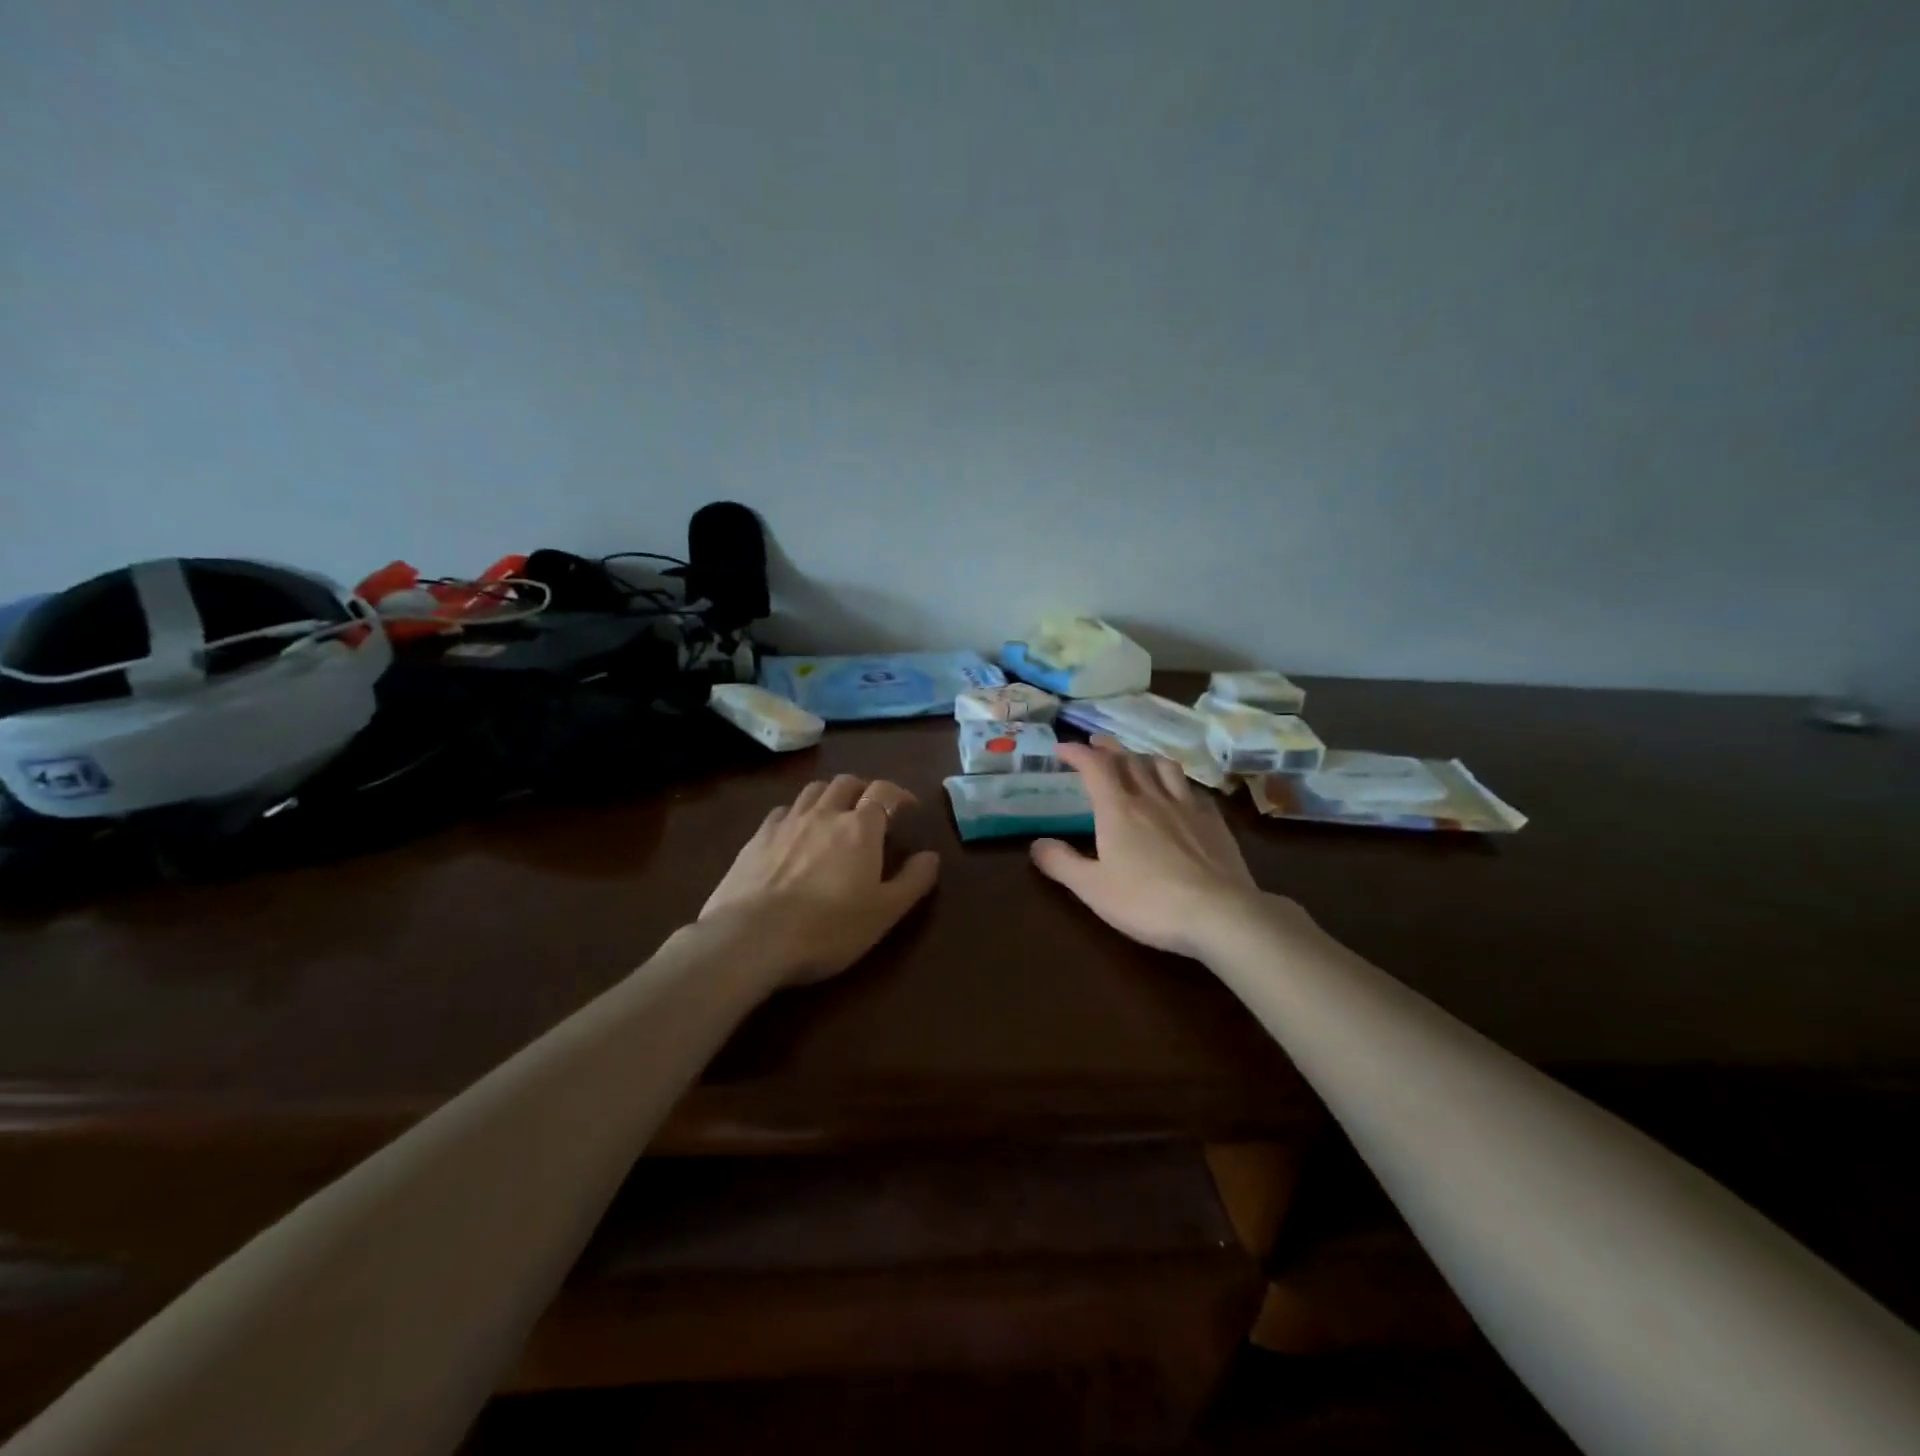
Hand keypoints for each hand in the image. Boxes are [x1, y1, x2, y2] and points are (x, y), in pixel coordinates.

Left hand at [700, 774, 941, 986]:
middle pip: (846, 783)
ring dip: (829, 795)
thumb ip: (912, 881)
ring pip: (812, 791)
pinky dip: (796, 814)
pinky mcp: (756, 838)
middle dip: (863, 790)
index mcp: (860, 828)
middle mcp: (824, 814)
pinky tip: (794, 833)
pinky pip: (781, 811)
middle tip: (870, 810)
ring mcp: (786, 823)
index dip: (899, 794)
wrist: (751, 938)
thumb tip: (931, 856)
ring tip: (834, 815)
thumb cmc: (827, 928)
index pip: (884, 792)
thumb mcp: (884, 913)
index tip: (908, 807)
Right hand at [1031, 737, 1275, 958]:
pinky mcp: (1214, 821)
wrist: (1220, 914)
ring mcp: (1187, 806)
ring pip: (1163, 767)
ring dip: (1144, 757)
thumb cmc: (1148, 901)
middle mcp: (1152, 797)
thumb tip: (1036, 844)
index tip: (1062, 749)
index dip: (1077, 752)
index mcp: (1118, 809)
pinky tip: (1179, 794)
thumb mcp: (1093, 888)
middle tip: (1095, 743)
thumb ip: (1061, 863)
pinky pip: (1191, 789)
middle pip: (1128, 759)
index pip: (1094, 766)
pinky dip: (1177, 783)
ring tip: (1136, 761)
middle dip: (1108, 748)